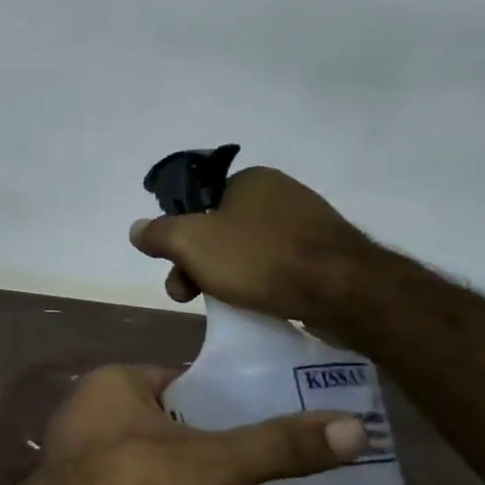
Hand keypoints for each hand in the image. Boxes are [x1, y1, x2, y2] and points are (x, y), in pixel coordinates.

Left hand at [19, 365, 368, 484]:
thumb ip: (277, 446)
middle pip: (169, 415)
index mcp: (116, 380)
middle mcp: (92, 405)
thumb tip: (355, 427)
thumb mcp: (212, 463)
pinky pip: (132, 480)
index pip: (186, 379)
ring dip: (185, 469)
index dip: (228, 400)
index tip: (270, 422)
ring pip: (151, 450)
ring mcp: (80, 448)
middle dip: (210, 438)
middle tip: (262, 462)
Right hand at [128, 165, 372, 321]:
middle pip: (218, 230)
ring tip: (225, 305)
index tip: (174, 268)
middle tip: (189, 296)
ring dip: (225, 276)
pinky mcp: (328, 254)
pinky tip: (259, 304)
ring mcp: (308, 223)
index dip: (177, 236)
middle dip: (196, 264)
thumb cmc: (260, 259)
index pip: (197, 204)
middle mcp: (280, 193)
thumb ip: (157, 233)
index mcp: (250, 179)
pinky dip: (261, 283)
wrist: (347, 292)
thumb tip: (137, 229)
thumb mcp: (191, 242)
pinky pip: (278, 266)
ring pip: (246, 250)